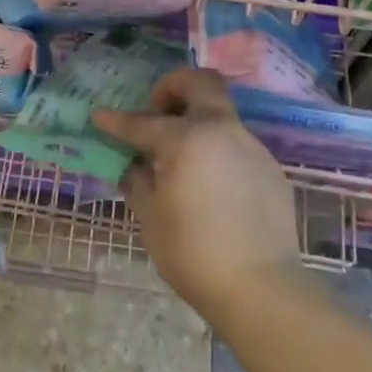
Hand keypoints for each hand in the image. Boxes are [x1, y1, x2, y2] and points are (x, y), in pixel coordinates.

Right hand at [94, 69, 300, 321]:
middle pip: (201, 82)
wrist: (261, 289)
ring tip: (181, 158)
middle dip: (173, 86)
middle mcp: (222, 130)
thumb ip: (138, 181)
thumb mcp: (151, 218)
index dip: (117, 121)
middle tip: (158, 110)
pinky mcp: (270, 169)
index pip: (143, 123)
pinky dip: (217, 152)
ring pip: (221, 114)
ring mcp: (252, 147)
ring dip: (197, 122)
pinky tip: (210, 186)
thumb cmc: (194, 253)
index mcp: (187, 139)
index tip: (100, 117)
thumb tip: (134, 165)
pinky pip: (237, 146)